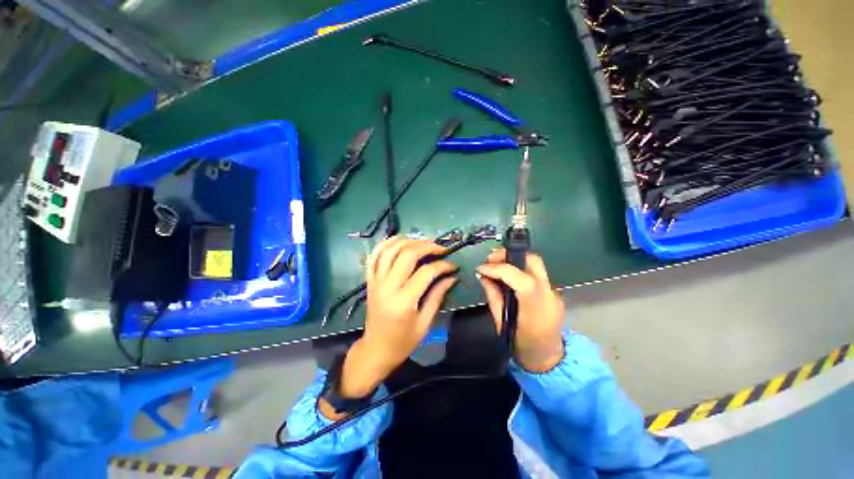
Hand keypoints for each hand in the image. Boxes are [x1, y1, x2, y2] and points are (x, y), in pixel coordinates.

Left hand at [320, 237, 457, 419]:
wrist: (375, 349)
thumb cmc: (403, 341)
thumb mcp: (425, 323)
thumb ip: (437, 296)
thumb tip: (451, 277)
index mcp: (403, 301)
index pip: (426, 272)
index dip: (442, 265)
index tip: (453, 265)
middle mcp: (387, 287)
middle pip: (407, 255)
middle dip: (427, 246)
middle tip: (440, 248)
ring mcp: (376, 281)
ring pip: (390, 250)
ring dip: (408, 241)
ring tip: (423, 242)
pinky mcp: (370, 280)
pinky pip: (374, 256)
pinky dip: (385, 244)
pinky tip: (398, 240)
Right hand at [476, 249, 565, 371]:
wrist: (549, 358)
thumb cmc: (522, 345)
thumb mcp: (502, 323)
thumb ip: (493, 296)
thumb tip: (483, 276)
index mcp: (535, 307)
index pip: (519, 277)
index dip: (497, 269)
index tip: (480, 268)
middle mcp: (549, 294)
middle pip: (533, 260)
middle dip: (509, 255)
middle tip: (490, 259)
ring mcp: (553, 291)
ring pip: (535, 263)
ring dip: (513, 259)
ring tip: (495, 264)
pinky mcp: (552, 290)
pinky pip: (535, 272)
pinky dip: (519, 268)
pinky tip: (507, 275)